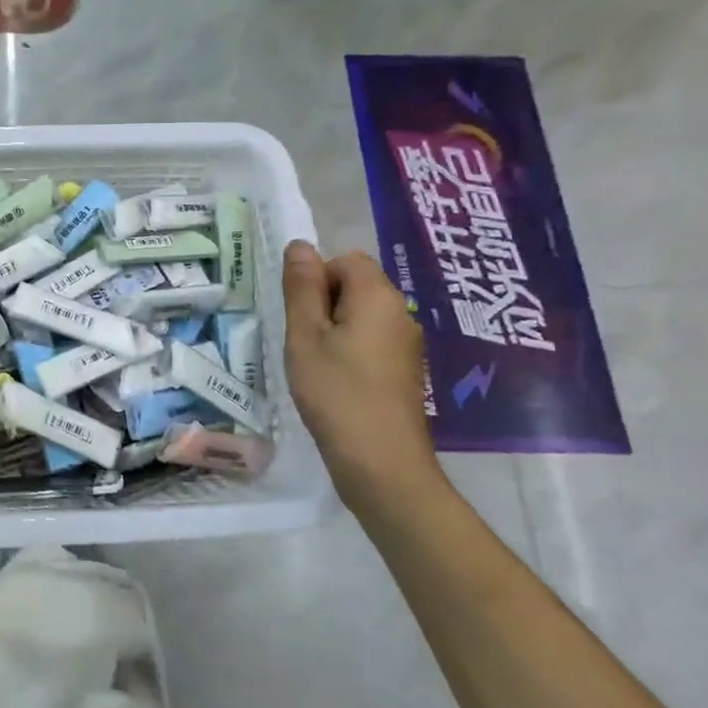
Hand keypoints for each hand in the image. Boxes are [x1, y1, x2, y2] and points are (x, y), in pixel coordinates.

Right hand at [281, 240, 442, 514]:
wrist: (381, 462)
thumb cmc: (336, 392)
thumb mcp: (305, 335)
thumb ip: (302, 288)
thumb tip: (300, 245)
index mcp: (378, 297)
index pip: (346, 260)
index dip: (316, 279)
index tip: (300, 316)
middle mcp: (401, 313)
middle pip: (357, 286)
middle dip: (324, 303)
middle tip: (302, 340)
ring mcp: (407, 344)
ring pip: (363, 316)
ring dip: (335, 329)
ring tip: (315, 364)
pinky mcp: (405, 371)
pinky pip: (372, 341)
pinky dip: (350, 351)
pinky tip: (335, 382)